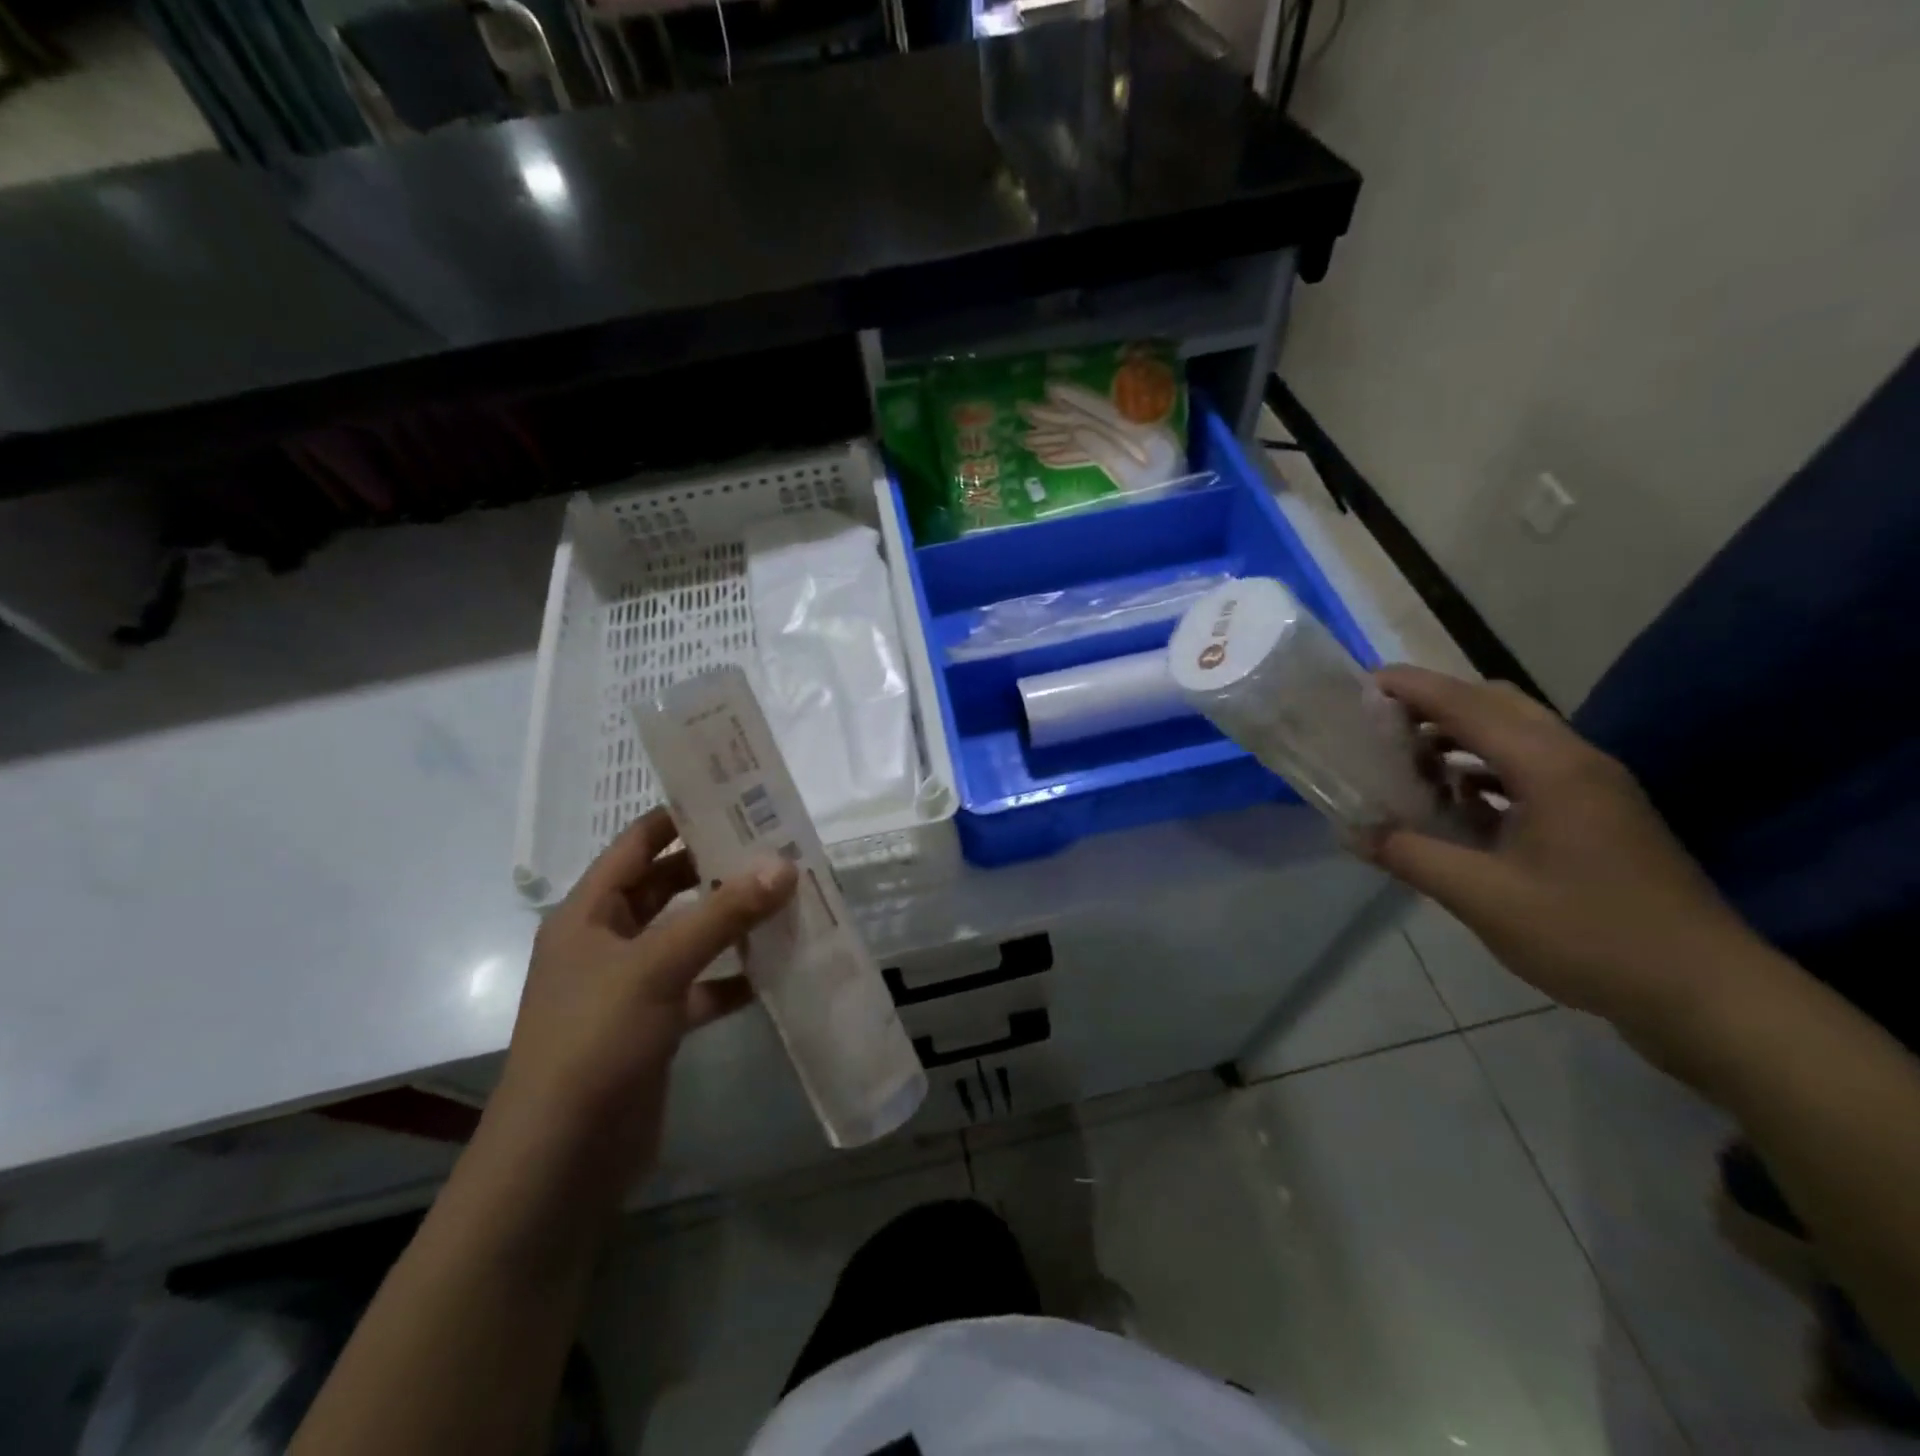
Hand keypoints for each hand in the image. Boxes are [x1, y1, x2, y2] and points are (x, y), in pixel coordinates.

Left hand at [489, 807, 796, 1185]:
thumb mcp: (657, 966)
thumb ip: (722, 913)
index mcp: (588, 913)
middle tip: (778, 847)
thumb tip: (784, 865)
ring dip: (732, 921)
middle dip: (718, 868)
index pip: (637, 844)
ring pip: (689, 937)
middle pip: (668, 887)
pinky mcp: (655, 1027)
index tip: (737, 797)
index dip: (682, 817)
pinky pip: (702, 986)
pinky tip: (777, 967)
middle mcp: (607, 942)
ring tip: (789, 898)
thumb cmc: (594, 1042)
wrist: (561, 1162)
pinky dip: (735, 976)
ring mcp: (631, 987)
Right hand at [1364, 666, 1754, 1042]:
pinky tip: (1455, 804)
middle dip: (1433, 705)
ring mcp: (1593, 786)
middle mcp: (1575, 761)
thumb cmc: (1591, 937)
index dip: (1411, 688)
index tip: (1360, 683)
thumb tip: (1353, 831)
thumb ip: (1411, 856)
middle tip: (1378, 725)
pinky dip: (1483, 769)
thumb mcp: (1484, 899)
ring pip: (1514, 735)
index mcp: (1550, 768)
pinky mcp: (1598, 813)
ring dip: (1458, 738)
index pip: (1467, 705)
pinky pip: (1529, 768)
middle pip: (1495, 704)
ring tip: (1407, 765)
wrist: (1707, 993)